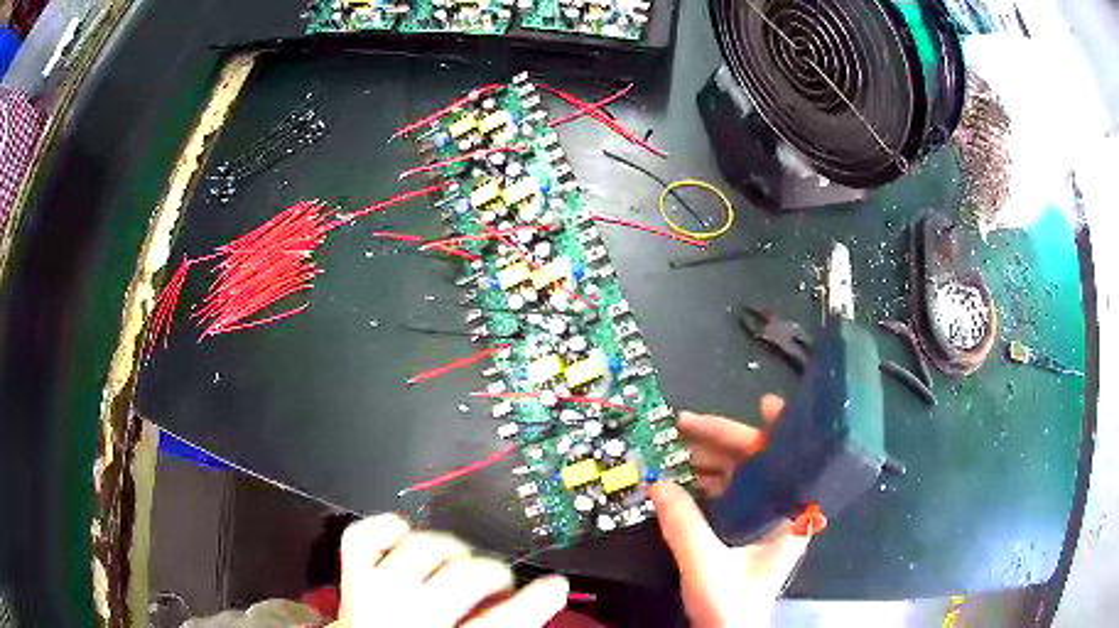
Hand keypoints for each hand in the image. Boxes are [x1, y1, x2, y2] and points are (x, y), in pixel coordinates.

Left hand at [330, 514, 568, 627]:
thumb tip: (530, 609)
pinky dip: (388, 529)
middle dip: (494, 572)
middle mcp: (404, 616)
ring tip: (461, 560)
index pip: (499, 622)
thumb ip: (496, 627)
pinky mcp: (352, 578)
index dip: (536, 601)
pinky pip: (364, 537)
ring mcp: (373, 593)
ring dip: (451, 548)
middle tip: (502, 579)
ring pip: (421, 547)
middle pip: (462, 576)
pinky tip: (406, 537)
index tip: (553, 587)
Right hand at [648, 395, 810, 626]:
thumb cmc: (730, 607)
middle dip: (721, 440)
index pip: (790, 461)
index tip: (764, 403)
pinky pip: (726, 494)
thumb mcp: (706, 567)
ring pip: (738, 476)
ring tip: (674, 444)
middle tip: (684, 423)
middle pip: (756, 463)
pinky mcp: (743, 529)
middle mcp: (778, 512)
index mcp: (786, 517)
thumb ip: (684, 527)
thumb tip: (657, 484)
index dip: (780, 429)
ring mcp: (760, 520)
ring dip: (707, 459)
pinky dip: (703, 481)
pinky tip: (681, 475)